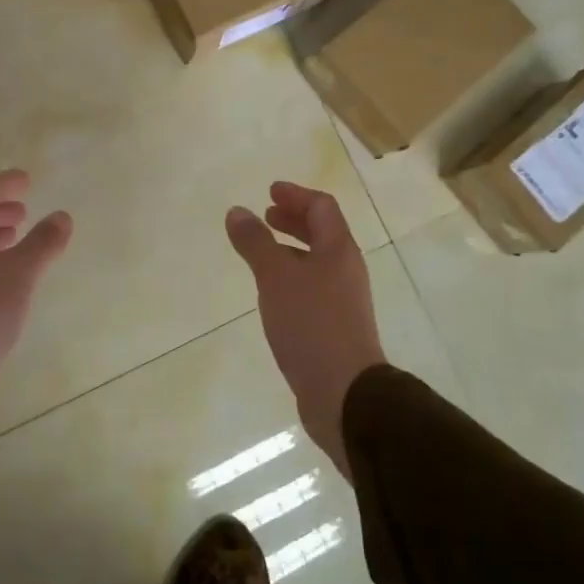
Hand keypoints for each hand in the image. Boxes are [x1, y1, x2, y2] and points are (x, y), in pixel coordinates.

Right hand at [225, 181, 383, 476]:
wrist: (344, 392)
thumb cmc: (311, 324)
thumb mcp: (276, 277)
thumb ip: (255, 243)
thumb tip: (237, 211)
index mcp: (339, 250)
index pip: (322, 207)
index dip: (296, 195)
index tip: (270, 191)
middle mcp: (345, 270)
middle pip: (322, 233)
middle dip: (293, 221)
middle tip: (266, 215)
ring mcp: (343, 301)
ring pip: (317, 262)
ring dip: (291, 250)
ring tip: (263, 253)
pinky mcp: (334, 328)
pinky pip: (312, 289)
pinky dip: (291, 278)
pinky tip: (272, 294)